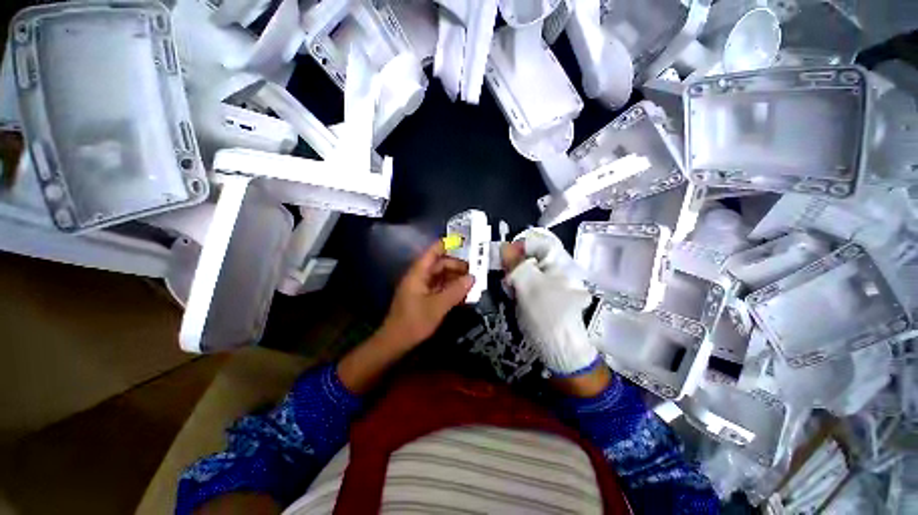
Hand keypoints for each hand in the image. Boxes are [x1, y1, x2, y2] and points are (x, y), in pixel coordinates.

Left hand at [378, 240, 474, 350]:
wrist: (395, 343)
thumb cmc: (414, 322)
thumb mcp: (438, 306)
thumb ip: (456, 291)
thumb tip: (472, 277)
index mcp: (418, 273)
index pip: (433, 252)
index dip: (447, 245)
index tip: (464, 243)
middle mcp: (419, 277)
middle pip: (440, 265)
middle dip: (457, 266)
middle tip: (475, 271)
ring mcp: (421, 288)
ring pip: (441, 277)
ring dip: (455, 279)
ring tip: (472, 283)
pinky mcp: (423, 298)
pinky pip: (439, 288)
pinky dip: (451, 289)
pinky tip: (463, 294)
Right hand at [503, 229, 599, 377]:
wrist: (559, 348)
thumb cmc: (547, 312)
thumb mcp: (529, 284)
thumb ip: (516, 263)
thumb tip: (504, 247)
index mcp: (559, 262)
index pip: (536, 243)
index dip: (518, 247)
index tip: (503, 258)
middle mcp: (556, 269)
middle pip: (529, 257)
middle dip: (514, 265)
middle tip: (507, 278)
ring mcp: (550, 283)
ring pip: (525, 271)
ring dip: (514, 278)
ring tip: (510, 290)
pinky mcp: (543, 296)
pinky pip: (525, 284)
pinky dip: (517, 288)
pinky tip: (514, 297)